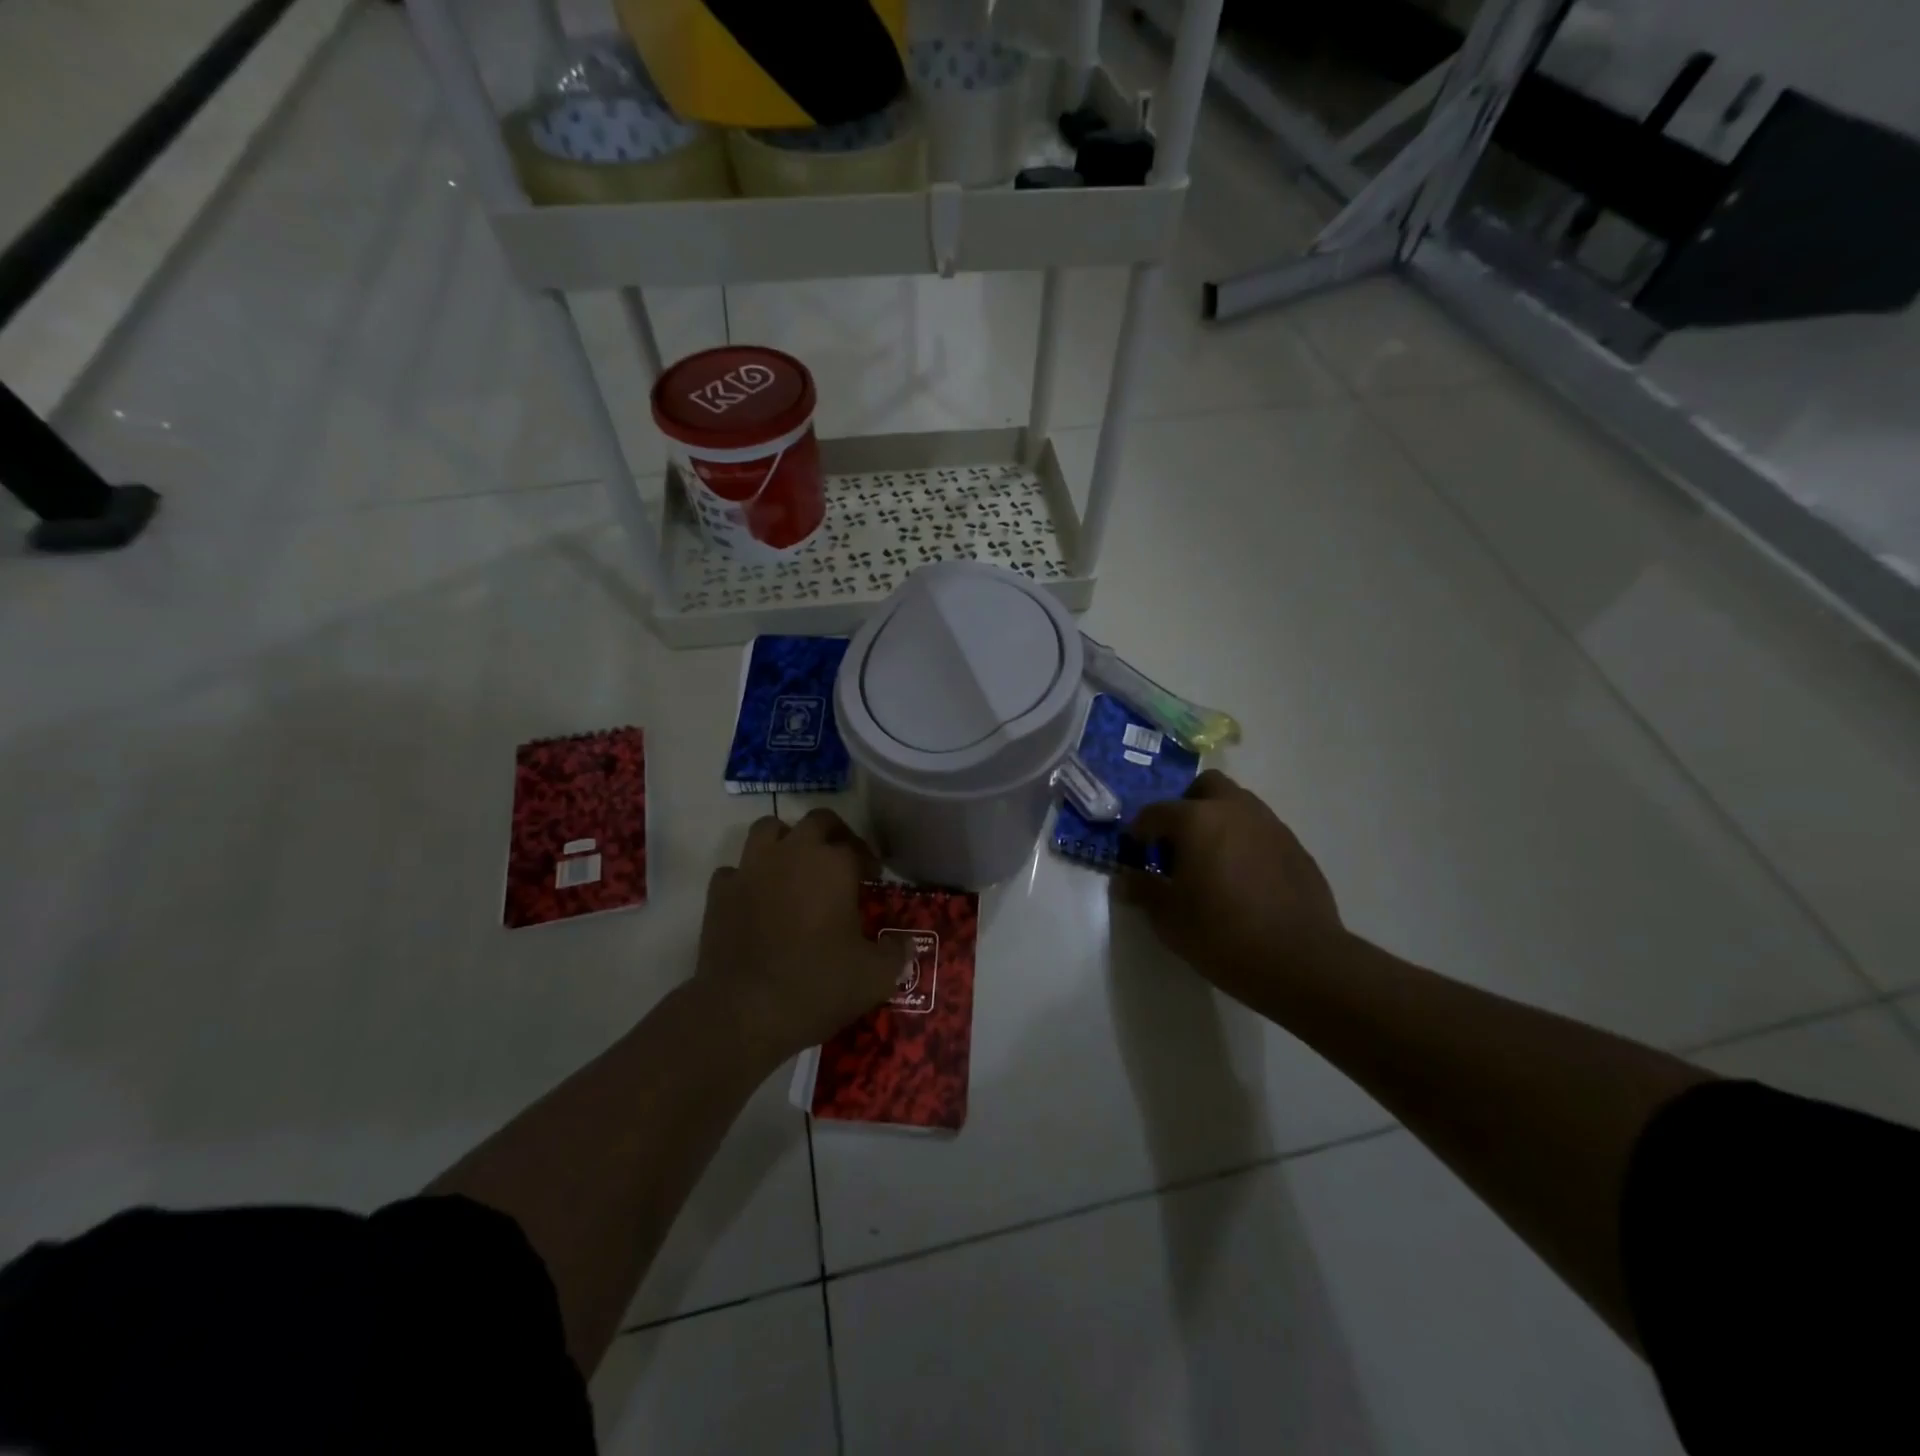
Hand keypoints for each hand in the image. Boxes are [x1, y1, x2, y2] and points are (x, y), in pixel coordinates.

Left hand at [696, 808, 908, 1065]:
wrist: (744, 1012)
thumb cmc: (818, 986)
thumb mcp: (875, 977)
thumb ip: (896, 953)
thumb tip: (904, 943)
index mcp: (834, 865)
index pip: (857, 846)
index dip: (868, 860)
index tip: (872, 878)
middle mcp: (792, 853)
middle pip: (817, 821)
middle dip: (833, 835)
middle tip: (841, 862)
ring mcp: (751, 869)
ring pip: (768, 829)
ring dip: (785, 841)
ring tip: (795, 868)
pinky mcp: (719, 892)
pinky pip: (735, 870)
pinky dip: (748, 878)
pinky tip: (756, 899)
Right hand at [1119, 770, 1344, 1001]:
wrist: (1300, 961)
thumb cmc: (1221, 933)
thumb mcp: (1169, 917)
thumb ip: (1143, 890)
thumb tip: (1124, 880)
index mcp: (1197, 820)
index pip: (1156, 812)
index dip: (1140, 831)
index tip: (1136, 852)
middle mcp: (1235, 810)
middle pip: (1206, 787)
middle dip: (1187, 806)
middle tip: (1179, 843)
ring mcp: (1271, 827)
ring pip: (1238, 806)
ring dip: (1219, 823)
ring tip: (1212, 863)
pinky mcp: (1296, 849)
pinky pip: (1262, 833)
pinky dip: (1246, 844)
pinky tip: (1244, 881)